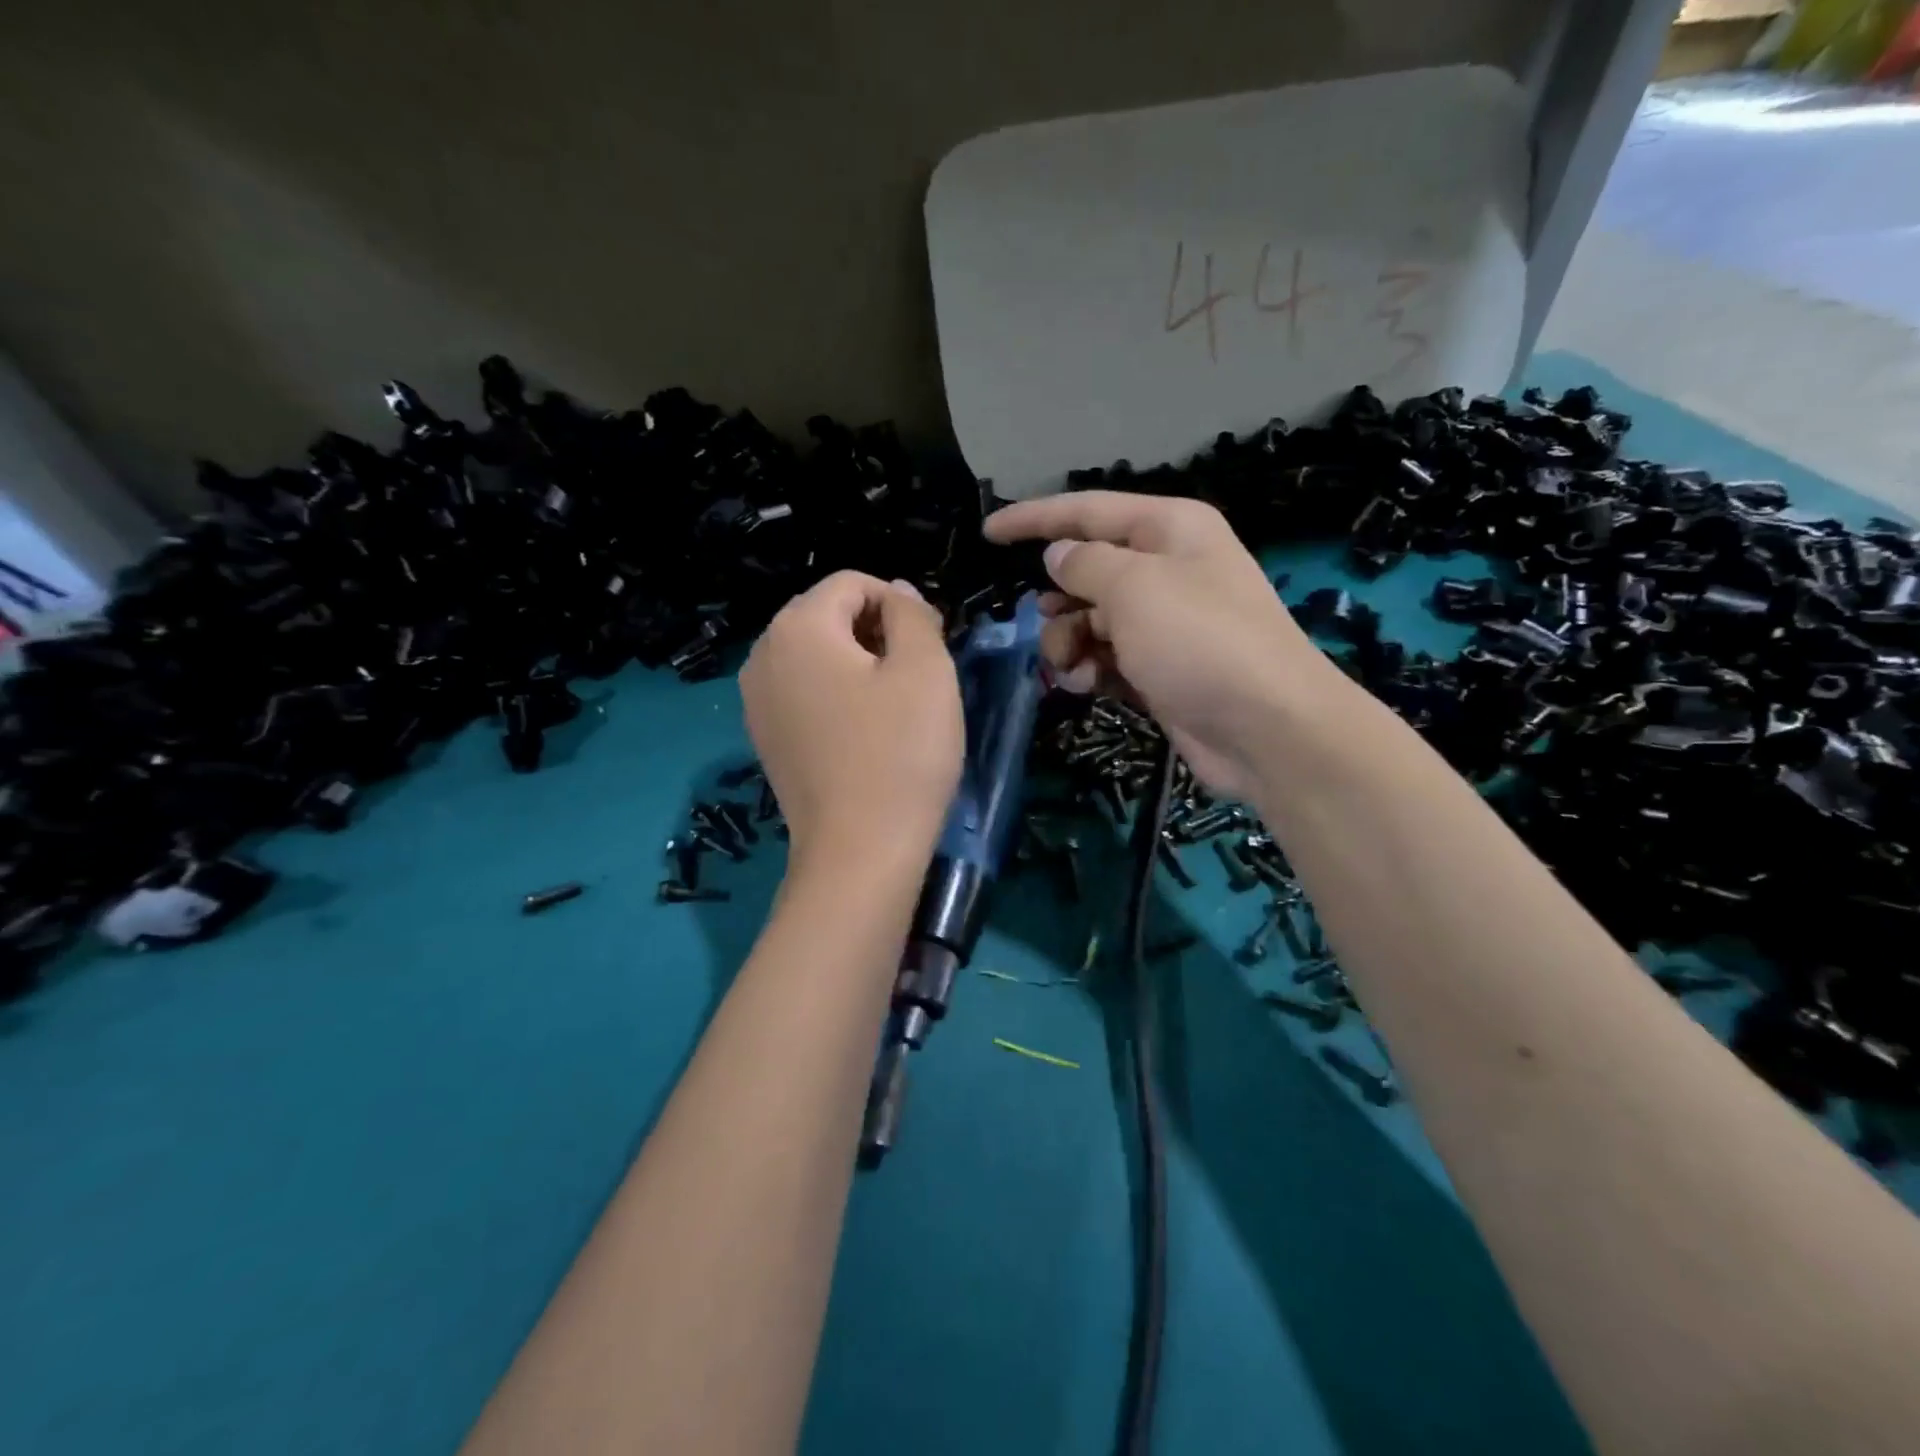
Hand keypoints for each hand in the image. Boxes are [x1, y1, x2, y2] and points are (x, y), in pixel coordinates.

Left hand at [741, 572, 962, 869]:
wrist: (859, 852)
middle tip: (919, 677)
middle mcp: (762, 655)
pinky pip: (804, 693)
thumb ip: (912, 614)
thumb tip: (898, 593)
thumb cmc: (900, 753)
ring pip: (816, 656)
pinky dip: (837, 696)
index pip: (853, 584)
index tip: (932, 646)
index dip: (900, 605)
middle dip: (877, 632)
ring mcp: (756, 701)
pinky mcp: (765, 738)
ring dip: (859, 665)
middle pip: (828, 616)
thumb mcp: (926, 669)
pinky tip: (865, 732)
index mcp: (797, 627)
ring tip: (895, 705)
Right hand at [985, 492, 1330, 796]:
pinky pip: (1106, 657)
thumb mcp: (1134, 589)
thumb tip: (1059, 555)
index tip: (988, 533)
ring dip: (1068, 642)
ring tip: (1071, 667)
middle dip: (1056, 600)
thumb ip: (1085, 565)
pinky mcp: (1159, 669)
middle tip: (1043, 623)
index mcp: (1168, 530)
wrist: (1266, 728)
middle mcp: (1167, 570)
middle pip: (1087, 571)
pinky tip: (1085, 685)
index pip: (1087, 511)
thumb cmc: (1199, 641)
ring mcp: (1164, 623)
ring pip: (1090, 619)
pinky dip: (1089, 668)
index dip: (1034, 519)